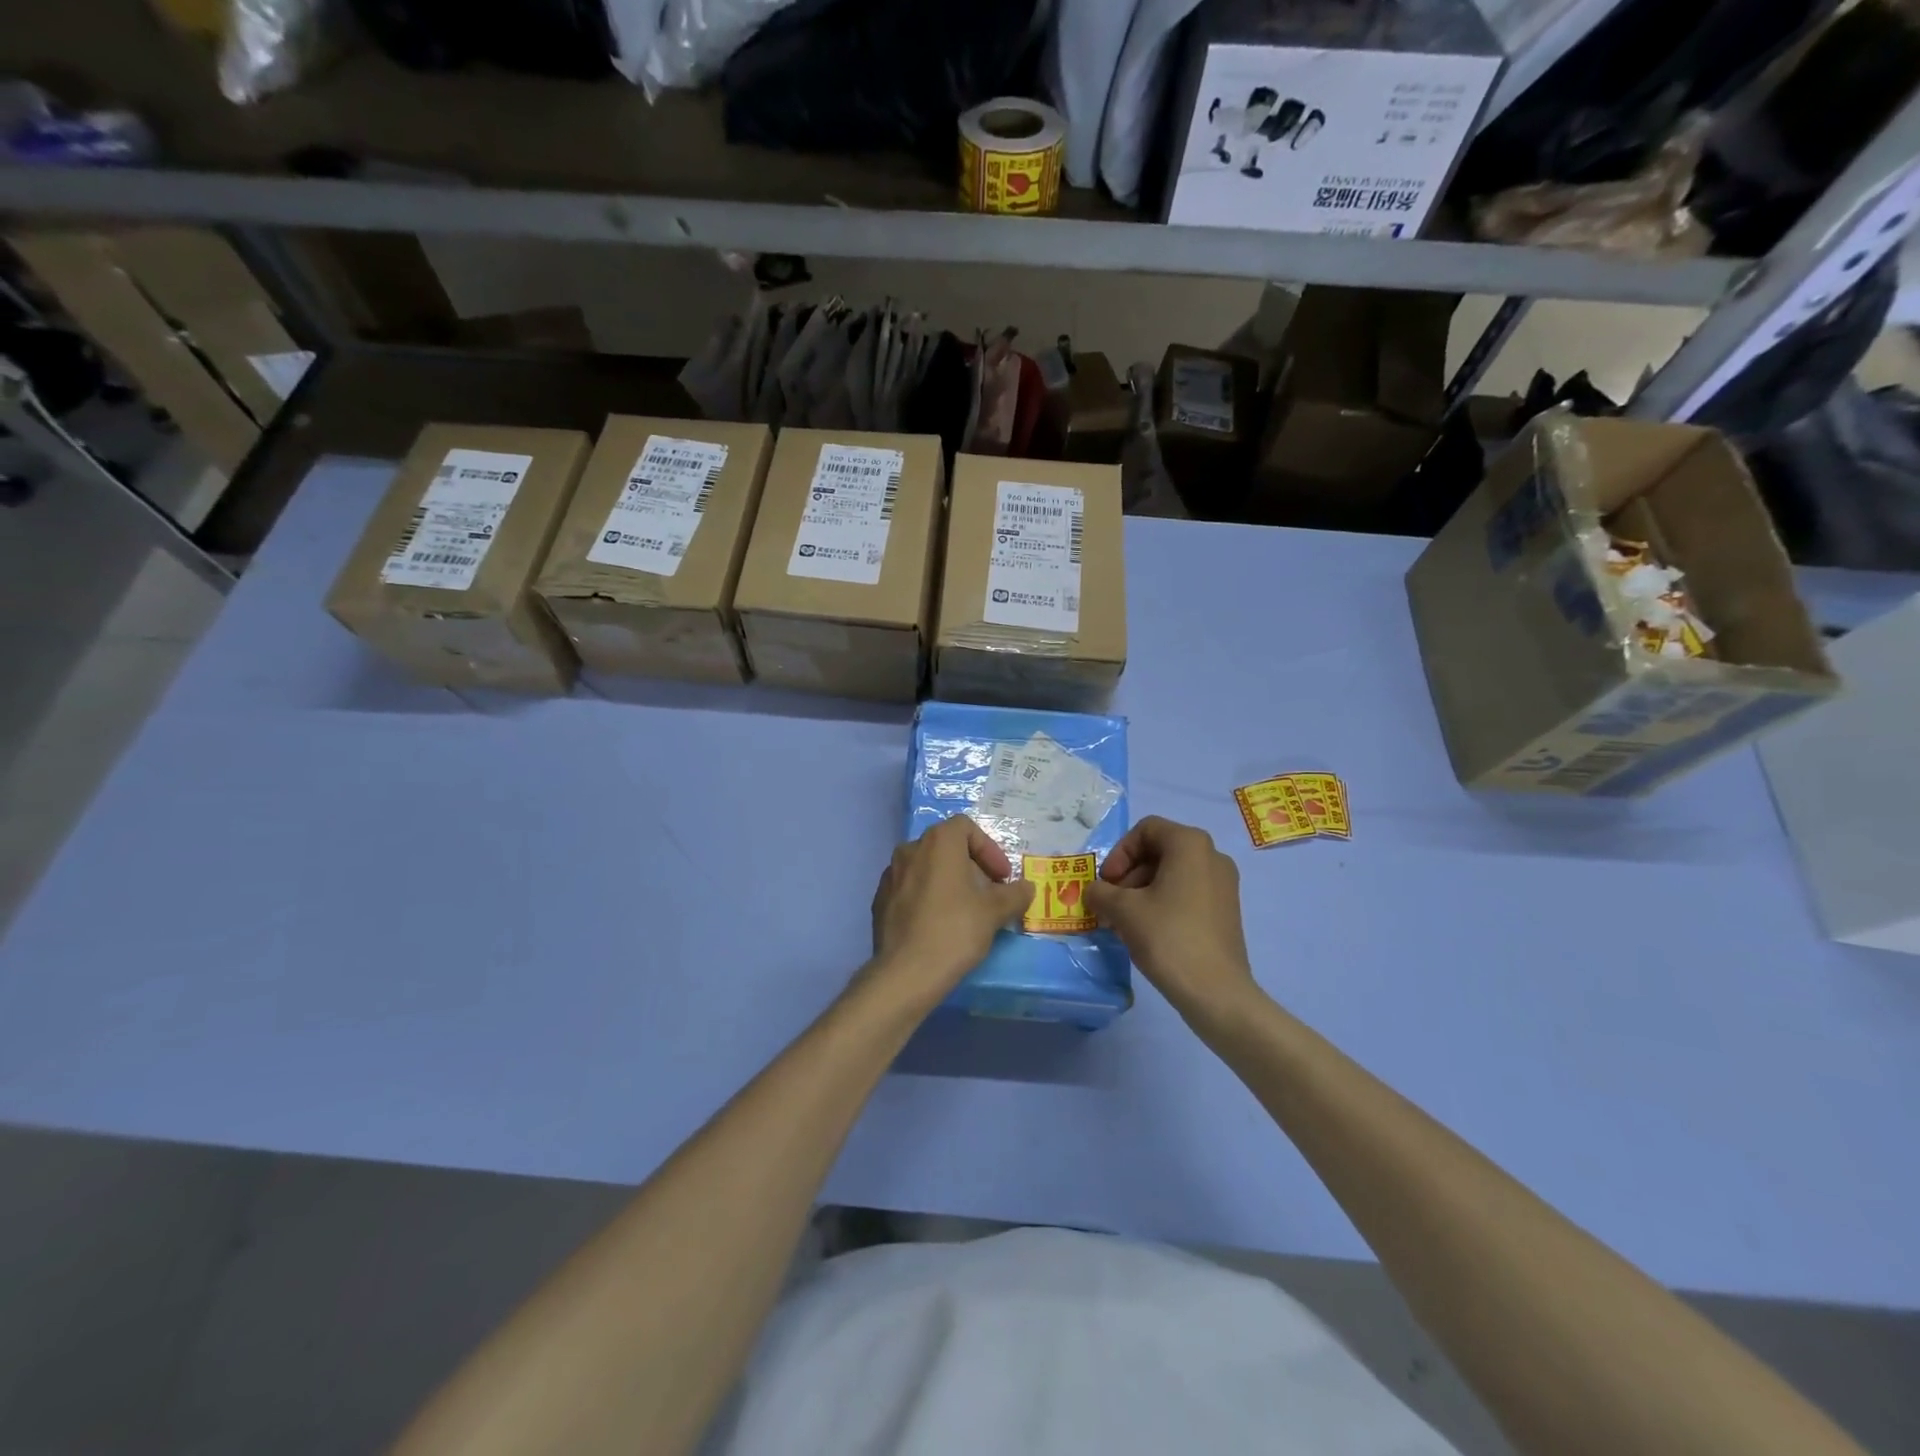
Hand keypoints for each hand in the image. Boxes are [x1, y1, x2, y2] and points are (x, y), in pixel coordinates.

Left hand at [866, 814, 1034, 1007]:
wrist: (905, 973)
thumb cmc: (955, 931)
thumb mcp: (994, 912)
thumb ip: (1014, 894)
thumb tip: (1026, 888)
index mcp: (938, 842)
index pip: (967, 828)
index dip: (989, 849)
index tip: (1001, 878)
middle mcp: (910, 849)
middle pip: (946, 847)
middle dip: (971, 866)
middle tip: (988, 894)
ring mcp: (890, 875)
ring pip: (926, 868)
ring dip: (949, 882)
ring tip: (965, 911)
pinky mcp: (880, 900)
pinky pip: (910, 889)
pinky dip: (928, 897)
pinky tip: (938, 925)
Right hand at [1086, 816, 1258, 1021]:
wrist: (1216, 992)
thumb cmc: (1167, 937)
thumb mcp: (1122, 910)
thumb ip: (1100, 892)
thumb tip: (1094, 891)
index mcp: (1190, 844)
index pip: (1146, 830)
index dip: (1120, 852)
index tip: (1107, 882)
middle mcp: (1212, 855)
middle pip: (1159, 851)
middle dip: (1128, 874)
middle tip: (1110, 904)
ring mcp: (1224, 884)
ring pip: (1172, 874)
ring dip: (1141, 891)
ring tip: (1123, 922)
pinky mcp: (1226, 909)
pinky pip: (1187, 892)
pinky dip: (1162, 903)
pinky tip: (1146, 932)